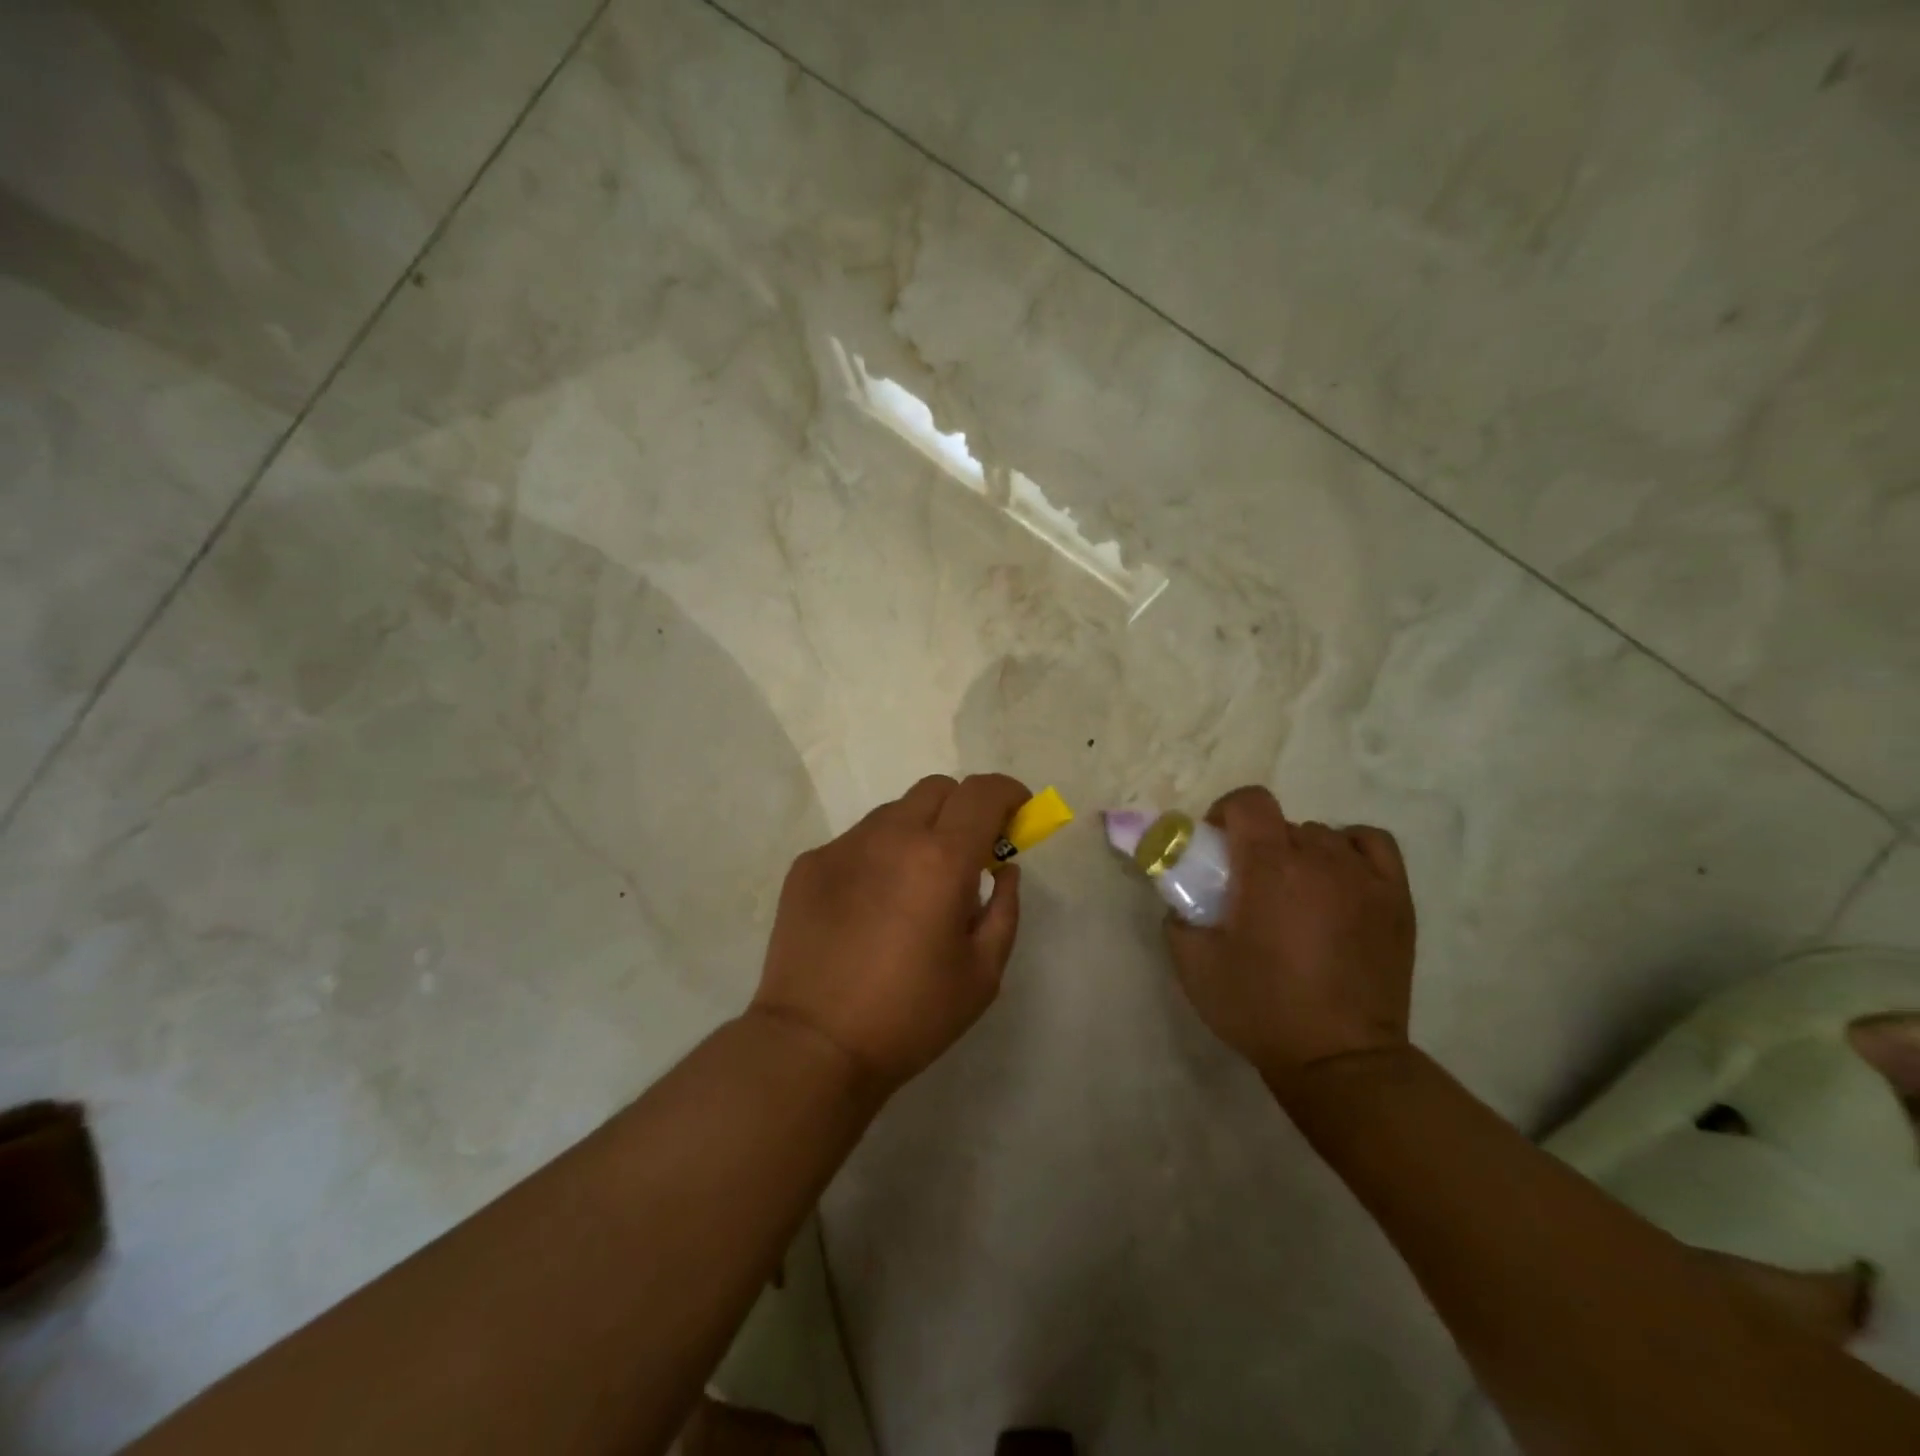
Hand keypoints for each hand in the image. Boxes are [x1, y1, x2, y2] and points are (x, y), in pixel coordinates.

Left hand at [751, 773, 1030, 1095]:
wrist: (814, 1045)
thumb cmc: (911, 1015)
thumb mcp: (983, 973)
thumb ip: (1004, 908)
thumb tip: (1003, 869)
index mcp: (942, 859)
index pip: (983, 792)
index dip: (1009, 793)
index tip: (1017, 814)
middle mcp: (891, 836)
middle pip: (937, 789)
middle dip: (964, 809)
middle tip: (966, 855)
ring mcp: (843, 846)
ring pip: (894, 813)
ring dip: (918, 832)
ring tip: (912, 887)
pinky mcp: (809, 864)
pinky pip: (857, 842)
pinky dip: (877, 857)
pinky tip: (868, 907)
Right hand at [1165, 785, 1415, 1094]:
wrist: (1338, 1060)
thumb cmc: (1260, 1008)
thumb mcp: (1193, 964)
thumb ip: (1178, 916)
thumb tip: (1185, 898)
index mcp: (1268, 867)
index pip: (1249, 801)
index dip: (1226, 812)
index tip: (1217, 847)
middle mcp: (1319, 860)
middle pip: (1283, 823)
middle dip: (1259, 844)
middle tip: (1250, 887)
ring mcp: (1365, 877)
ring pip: (1323, 836)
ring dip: (1300, 853)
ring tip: (1296, 895)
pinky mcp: (1397, 899)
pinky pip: (1372, 846)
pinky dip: (1350, 850)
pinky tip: (1339, 877)